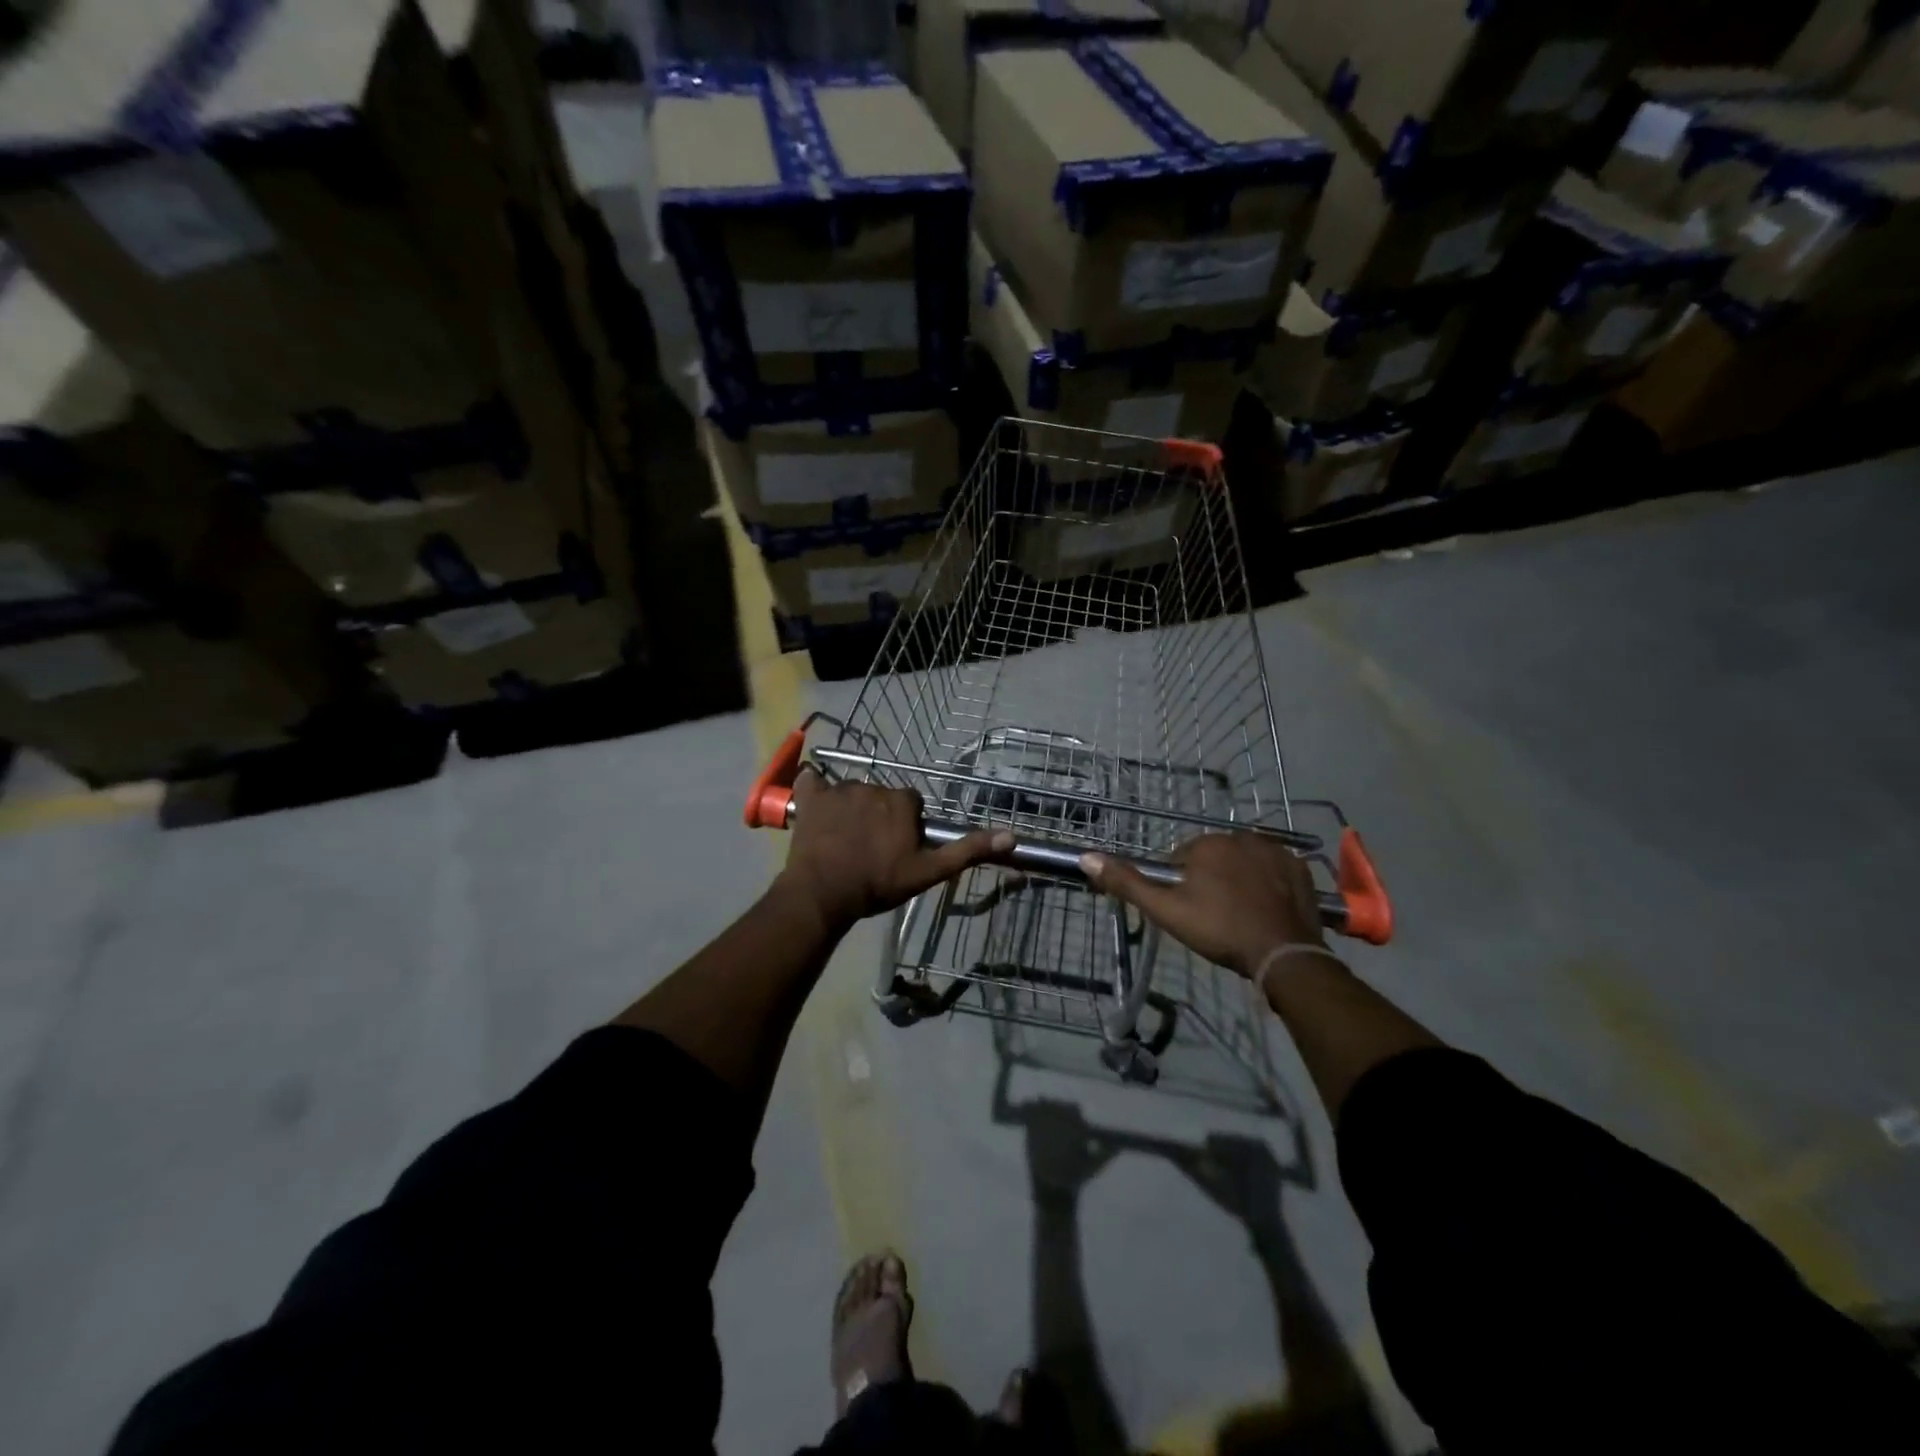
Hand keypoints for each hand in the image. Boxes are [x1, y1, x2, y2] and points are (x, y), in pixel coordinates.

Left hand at [776, 773, 1012, 930]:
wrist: (824, 894)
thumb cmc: (878, 883)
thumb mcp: (928, 871)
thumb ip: (967, 851)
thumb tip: (1011, 836)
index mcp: (902, 800)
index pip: (910, 804)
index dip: (905, 825)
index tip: (897, 848)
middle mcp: (873, 785)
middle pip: (881, 797)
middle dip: (878, 816)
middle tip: (871, 849)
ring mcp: (839, 789)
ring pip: (851, 792)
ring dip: (850, 810)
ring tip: (843, 842)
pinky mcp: (810, 797)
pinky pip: (811, 781)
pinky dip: (813, 789)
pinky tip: (813, 805)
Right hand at [1079, 832, 1323, 976]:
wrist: (1283, 953)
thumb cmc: (1219, 929)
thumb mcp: (1166, 910)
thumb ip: (1127, 883)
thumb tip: (1086, 857)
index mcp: (1207, 844)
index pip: (1182, 858)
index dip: (1180, 885)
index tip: (1188, 910)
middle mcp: (1241, 837)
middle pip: (1214, 857)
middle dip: (1210, 879)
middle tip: (1213, 916)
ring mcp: (1275, 850)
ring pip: (1244, 861)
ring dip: (1238, 879)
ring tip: (1241, 914)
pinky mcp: (1299, 867)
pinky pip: (1274, 869)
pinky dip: (1268, 883)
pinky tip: (1266, 907)